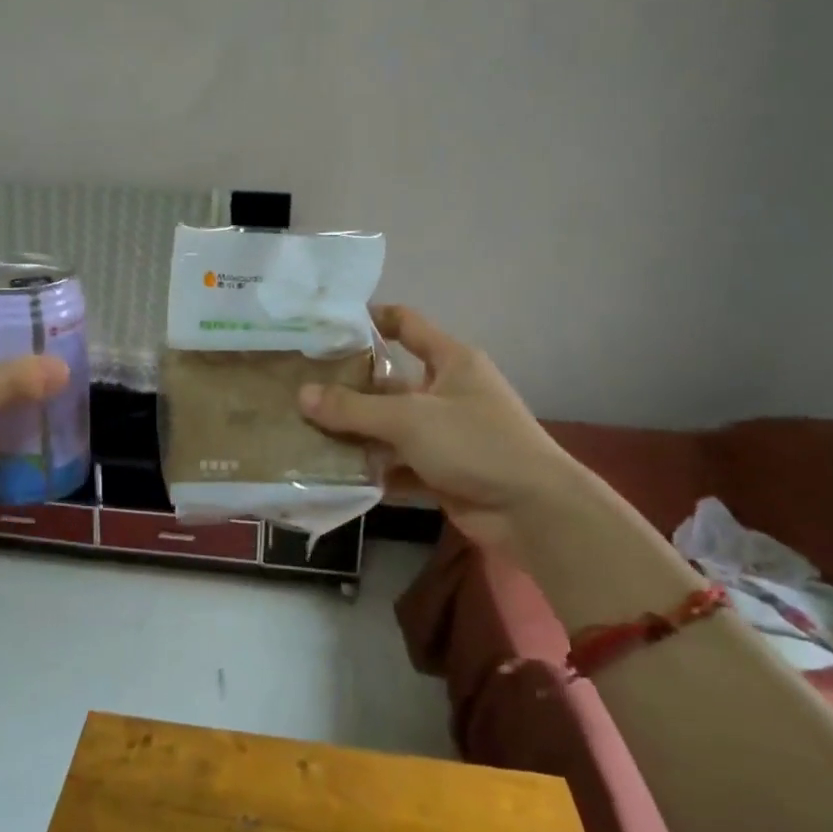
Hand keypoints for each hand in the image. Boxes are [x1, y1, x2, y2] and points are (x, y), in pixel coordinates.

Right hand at [297, 306, 573, 549]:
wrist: (533, 512)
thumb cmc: (475, 444)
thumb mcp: (409, 419)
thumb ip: (353, 408)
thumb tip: (301, 394)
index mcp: (451, 361)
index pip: (406, 324)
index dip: (371, 319)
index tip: (327, 326)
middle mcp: (447, 391)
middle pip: (389, 381)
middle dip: (348, 388)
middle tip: (299, 389)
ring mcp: (446, 434)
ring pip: (390, 427)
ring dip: (355, 433)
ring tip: (305, 432)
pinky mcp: (443, 471)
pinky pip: (398, 464)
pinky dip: (372, 469)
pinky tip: (334, 473)